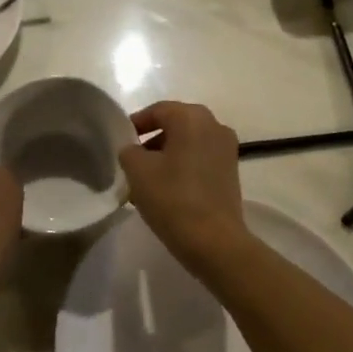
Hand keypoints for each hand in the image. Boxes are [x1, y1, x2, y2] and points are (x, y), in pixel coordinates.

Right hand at [117, 101, 248, 265]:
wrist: (214, 241)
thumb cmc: (172, 198)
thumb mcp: (137, 170)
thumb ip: (129, 150)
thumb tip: (134, 150)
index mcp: (191, 117)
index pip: (157, 110)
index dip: (136, 124)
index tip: (121, 141)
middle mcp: (214, 125)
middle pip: (175, 125)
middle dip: (151, 140)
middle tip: (132, 160)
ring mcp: (227, 149)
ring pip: (188, 143)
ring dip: (166, 155)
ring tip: (146, 179)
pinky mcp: (231, 171)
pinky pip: (200, 158)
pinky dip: (183, 166)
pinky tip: (167, 189)